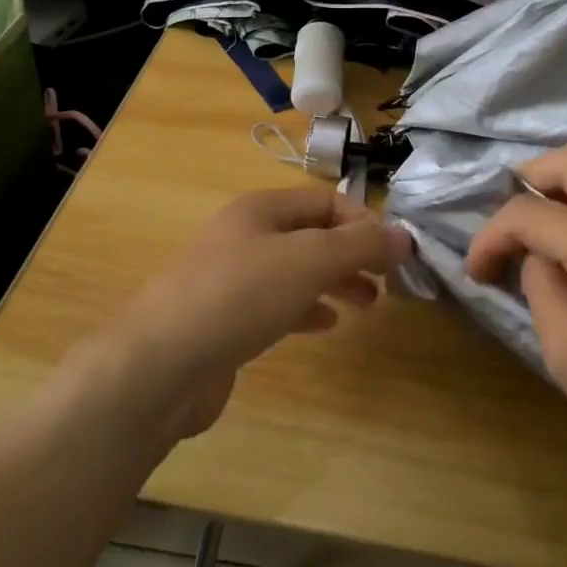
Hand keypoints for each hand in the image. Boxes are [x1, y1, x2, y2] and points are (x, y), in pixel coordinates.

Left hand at [115, 188, 412, 440]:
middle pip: (312, 235)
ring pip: (296, 271)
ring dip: (334, 282)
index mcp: (260, 209)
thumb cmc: (240, 296)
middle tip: (388, 281)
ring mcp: (231, 279)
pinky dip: (306, 309)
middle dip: (352, 254)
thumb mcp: (309, 260)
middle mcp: (244, 236)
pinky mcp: (226, 320)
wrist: (160, 366)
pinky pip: (277, 305)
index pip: (325, 200)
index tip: (394, 254)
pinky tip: (326, 325)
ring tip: (368, 304)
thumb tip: (405, 236)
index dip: (363, 221)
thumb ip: (360, 245)